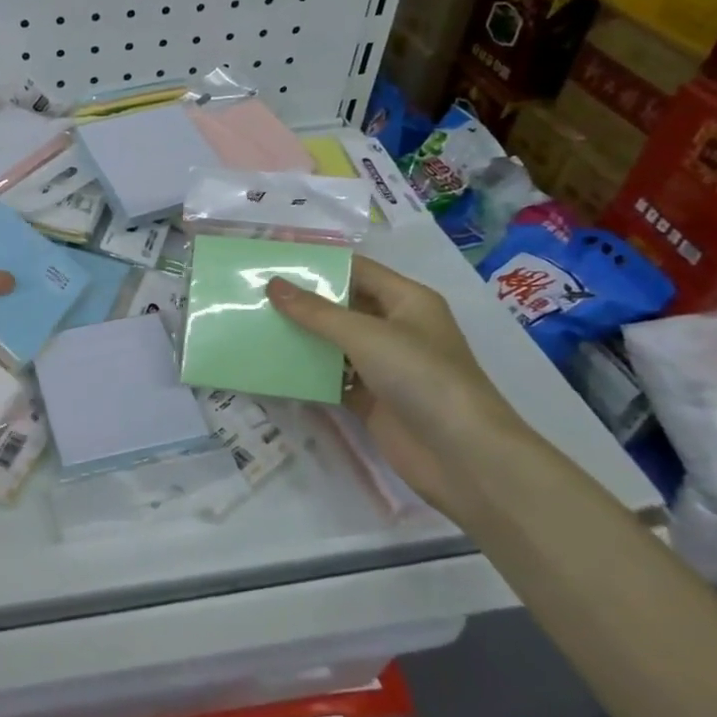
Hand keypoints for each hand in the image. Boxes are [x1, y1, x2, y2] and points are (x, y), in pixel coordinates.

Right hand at [267, 257, 523, 515]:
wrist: (463, 455)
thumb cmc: (422, 378)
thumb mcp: (366, 336)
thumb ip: (316, 312)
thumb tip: (273, 285)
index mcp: (407, 301)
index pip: (357, 270)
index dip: (319, 264)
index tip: (274, 260)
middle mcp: (397, 328)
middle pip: (343, 306)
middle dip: (303, 301)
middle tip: (254, 294)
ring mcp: (384, 367)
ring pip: (335, 344)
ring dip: (302, 338)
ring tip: (255, 325)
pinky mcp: (372, 400)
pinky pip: (333, 379)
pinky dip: (308, 374)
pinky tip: (273, 367)